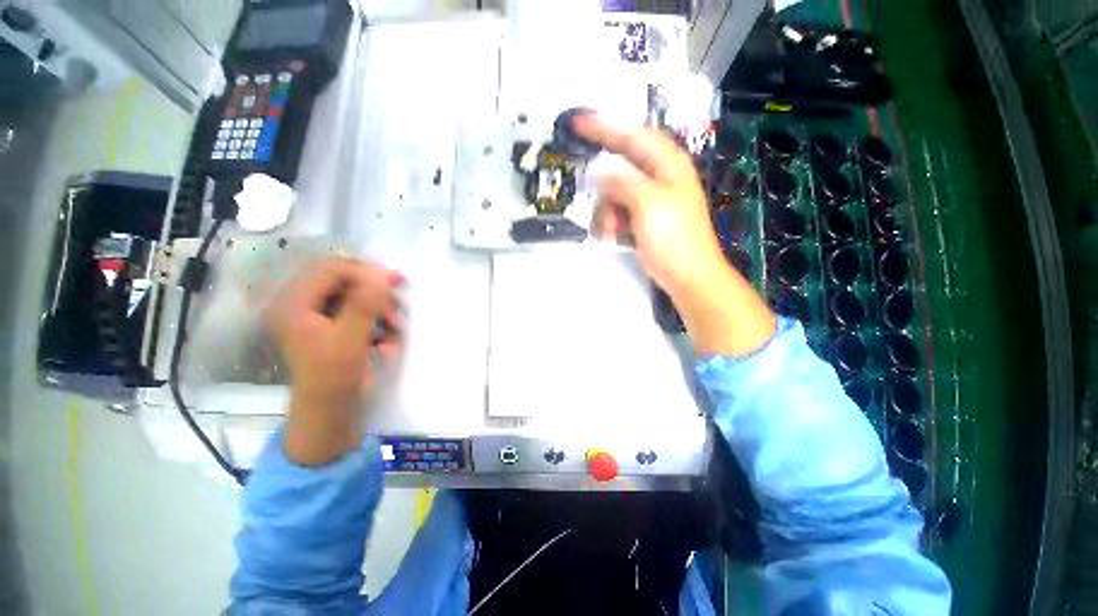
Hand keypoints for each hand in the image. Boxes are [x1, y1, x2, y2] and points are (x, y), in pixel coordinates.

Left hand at [266, 257, 401, 465]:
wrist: (329, 413)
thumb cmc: (334, 377)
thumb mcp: (350, 340)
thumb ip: (365, 305)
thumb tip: (384, 274)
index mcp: (294, 304)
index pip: (331, 270)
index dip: (365, 272)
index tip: (396, 281)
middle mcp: (302, 305)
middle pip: (344, 282)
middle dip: (375, 294)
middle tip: (397, 307)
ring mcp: (317, 318)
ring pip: (356, 298)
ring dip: (380, 310)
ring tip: (394, 328)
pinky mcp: (332, 329)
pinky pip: (359, 314)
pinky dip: (376, 323)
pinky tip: (385, 340)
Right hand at [575, 115, 775, 356]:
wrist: (688, 276)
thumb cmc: (673, 238)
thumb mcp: (648, 204)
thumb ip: (623, 183)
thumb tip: (601, 175)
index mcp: (667, 164)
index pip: (632, 135)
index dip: (604, 127)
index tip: (578, 123)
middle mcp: (660, 177)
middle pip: (621, 170)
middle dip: (606, 191)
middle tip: (600, 209)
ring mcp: (652, 201)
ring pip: (616, 195)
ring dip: (608, 213)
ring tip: (610, 232)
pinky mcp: (645, 220)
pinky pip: (620, 212)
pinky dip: (613, 223)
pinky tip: (614, 237)